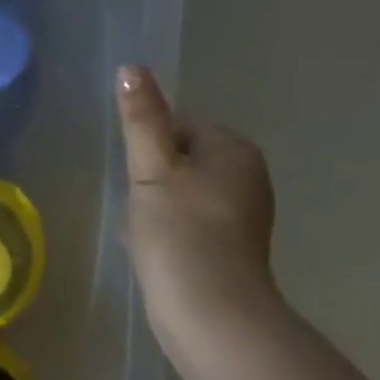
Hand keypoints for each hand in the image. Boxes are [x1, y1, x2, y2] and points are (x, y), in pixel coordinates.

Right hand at [116, 64, 282, 373]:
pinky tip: (154, 254)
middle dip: (151, 183)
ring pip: (182, 196)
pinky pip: (190, 225)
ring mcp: (243, 216)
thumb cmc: (179, 233)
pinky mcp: (232, 249)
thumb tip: (131, 67)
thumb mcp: (152, 171)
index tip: (135, 180)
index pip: (180, 127)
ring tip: (144, 235)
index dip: (147, 150)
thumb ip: (142, 119)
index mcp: (234, 150)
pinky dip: (169, 234)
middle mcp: (248, 177)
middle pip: (180, 162)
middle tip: (138, 210)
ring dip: (155, 210)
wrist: (210, 312)